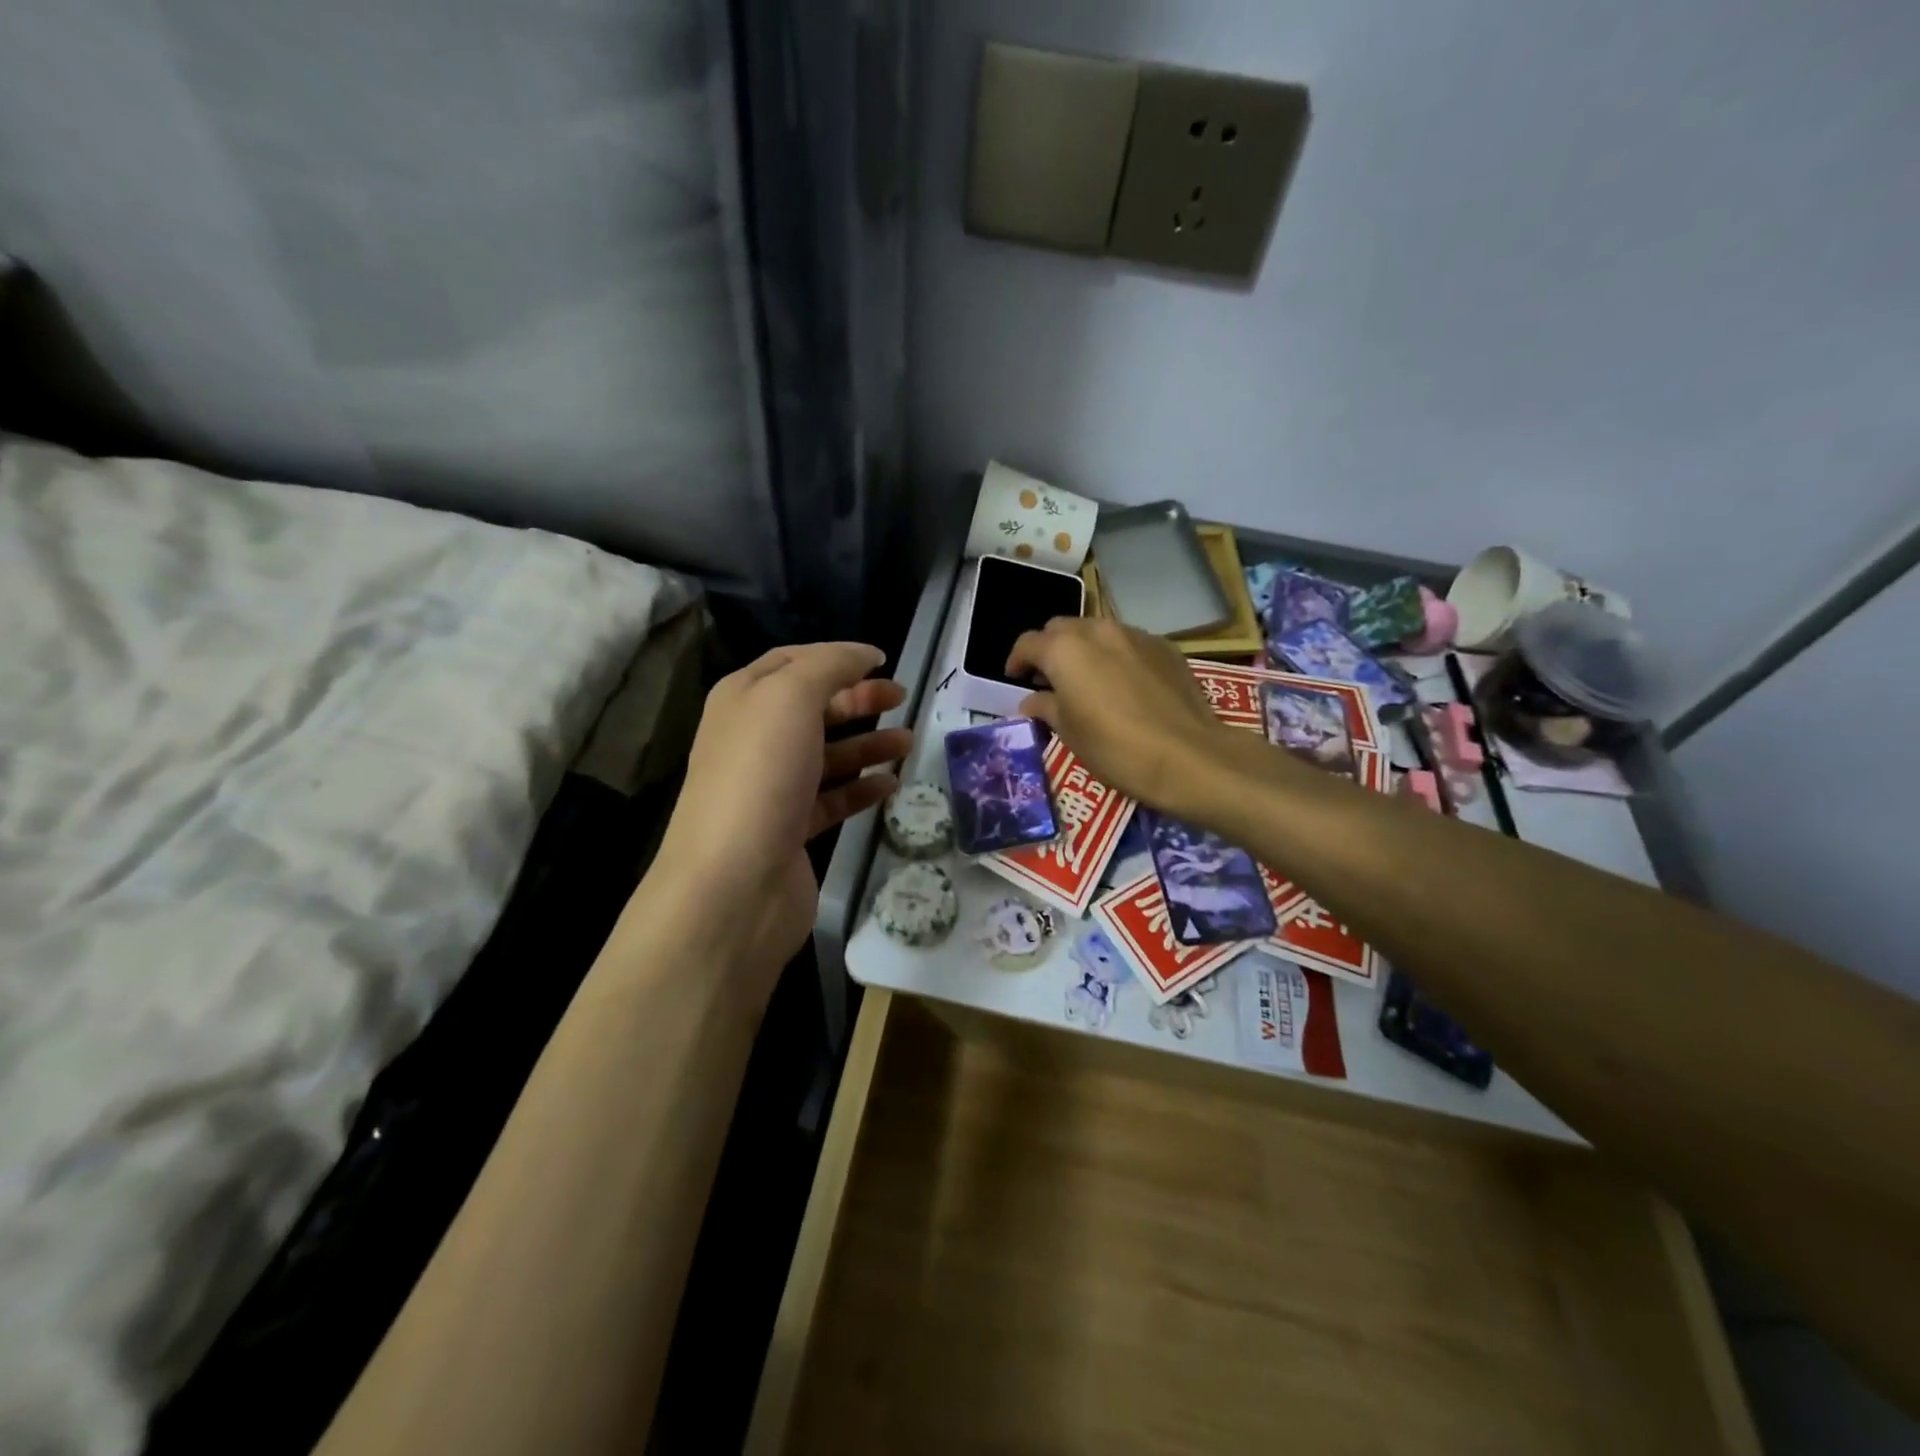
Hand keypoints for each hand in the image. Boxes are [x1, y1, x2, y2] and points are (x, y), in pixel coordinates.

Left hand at [644, 643, 911, 995]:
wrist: (734, 883)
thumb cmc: (761, 774)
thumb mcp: (791, 697)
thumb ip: (829, 666)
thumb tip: (863, 654)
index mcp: (743, 700)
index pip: (791, 662)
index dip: (836, 656)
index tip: (882, 660)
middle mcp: (753, 740)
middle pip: (812, 708)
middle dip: (857, 698)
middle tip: (902, 697)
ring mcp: (772, 788)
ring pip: (827, 755)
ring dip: (867, 744)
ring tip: (908, 741)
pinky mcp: (791, 831)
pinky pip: (833, 800)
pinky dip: (861, 788)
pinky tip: (891, 784)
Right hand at [1007, 617, 1237, 812]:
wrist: (1188, 755)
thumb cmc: (1115, 747)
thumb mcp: (1069, 732)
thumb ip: (1045, 707)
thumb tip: (1032, 700)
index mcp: (1065, 649)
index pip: (1028, 643)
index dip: (1017, 661)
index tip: (1015, 679)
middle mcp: (1097, 630)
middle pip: (1062, 628)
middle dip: (1050, 649)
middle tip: (1049, 678)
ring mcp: (1135, 635)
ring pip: (1097, 631)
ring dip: (1084, 649)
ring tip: (1087, 679)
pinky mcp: (1165, 647)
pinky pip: (1128, 642)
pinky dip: (1116, 655)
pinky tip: (1123, 684)